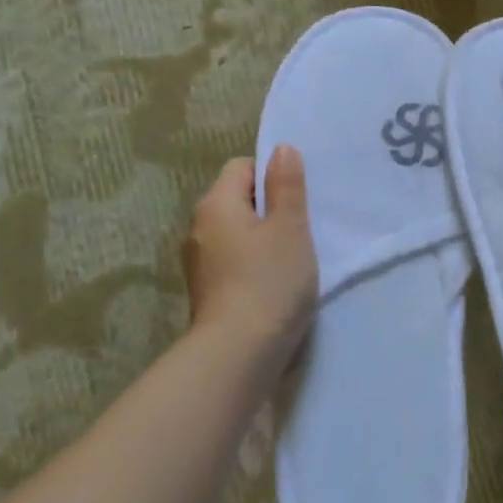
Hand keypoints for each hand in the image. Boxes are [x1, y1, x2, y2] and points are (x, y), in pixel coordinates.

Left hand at [182, 146, 317, 359]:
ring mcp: (199, 263)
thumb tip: (282, 149)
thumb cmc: (269, 281)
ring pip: (237, 233)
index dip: (271, 175)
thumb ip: (287, 186)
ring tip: (293, 258)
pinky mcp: (207, 292)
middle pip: (237, 200)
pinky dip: (254, 264)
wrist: (239, 352)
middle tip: (303, 227)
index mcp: (216, 205)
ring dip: (263, 239)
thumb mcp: (290, 228)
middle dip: (269, 209)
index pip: (241, 167)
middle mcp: (199, 228)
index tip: (298, 199)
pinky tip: (276, 283)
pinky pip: (234, 261)